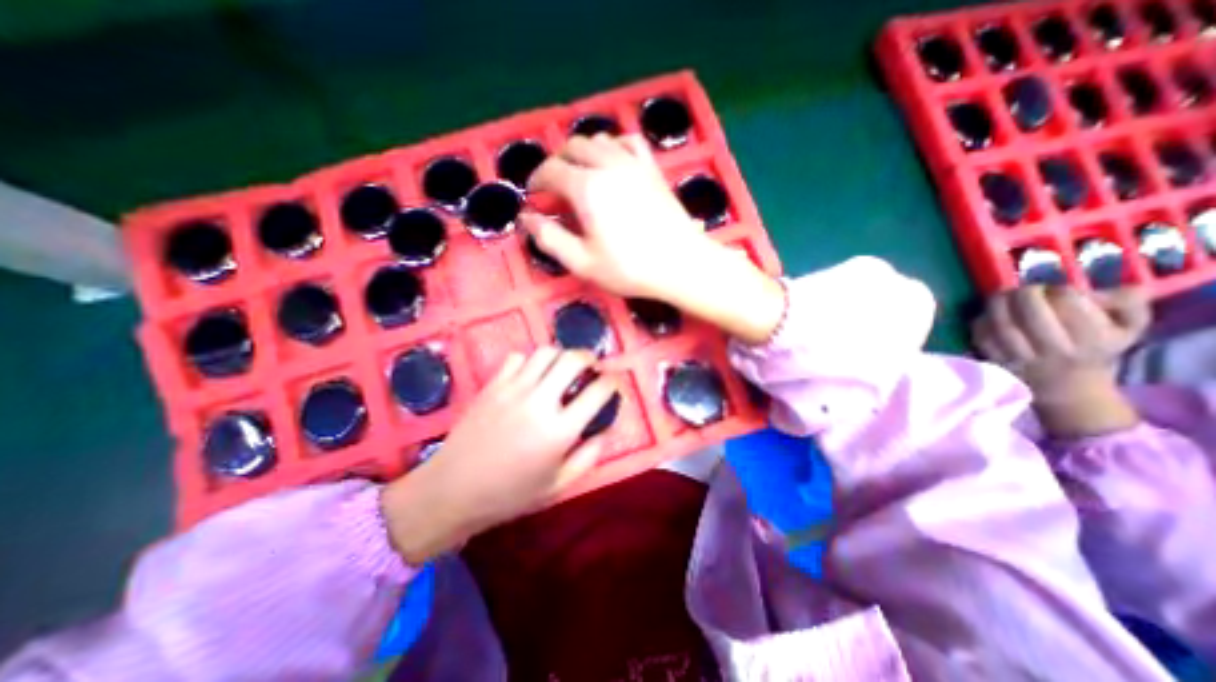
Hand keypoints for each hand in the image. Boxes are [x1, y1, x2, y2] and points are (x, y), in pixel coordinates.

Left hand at [382, 350, 617, 562]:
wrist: (452, 491)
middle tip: (593, 367)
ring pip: (545, 352)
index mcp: (559, 430)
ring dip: (561, 355)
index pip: (598, 391)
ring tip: (564, 368)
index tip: (615, 382)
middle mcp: (539, 401)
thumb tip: (606, 428)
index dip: (613, 382)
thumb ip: (589, 456)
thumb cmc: (509, 494)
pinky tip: (531, 376)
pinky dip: (530, 361)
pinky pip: (517, 358)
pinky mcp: (492, 385)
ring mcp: (513, 389)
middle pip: (572, 359)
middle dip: (590, 357)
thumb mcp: (558, 485)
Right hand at [528, 134, 783, 345]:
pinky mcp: (652, 169)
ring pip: (599, 139)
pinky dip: (613, 145)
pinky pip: (628, 141)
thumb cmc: (630, 268)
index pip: (551, 170)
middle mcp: (608, 165)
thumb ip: (550, 238)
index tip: (533, 195)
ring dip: (581, 152)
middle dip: (556, 163)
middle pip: (572, 147)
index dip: (536, 180)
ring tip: (578, 174)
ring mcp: (633, 163)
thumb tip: (526, 218)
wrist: (681, 264)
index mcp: (587, 188)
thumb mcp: (583, 262)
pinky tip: (612, 161)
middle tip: (552, 187)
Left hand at [972, 286, 1151, 436]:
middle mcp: (1056, 350)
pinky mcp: (997, 362)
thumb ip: (1126, 302)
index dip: (1055, 290)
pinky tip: (988, 315)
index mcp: (1093, 338)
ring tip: (1002, 297)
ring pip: (1002, 325)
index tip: (1052, 289)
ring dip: (997, 304)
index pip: (1068, 303)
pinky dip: (981, 322)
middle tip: (1022, 290)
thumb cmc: (1096, 351)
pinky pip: (982, 337)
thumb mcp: (1128, 327)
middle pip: (1030, 313)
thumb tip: (1098, 288)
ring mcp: (1022, 358)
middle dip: (1023, 294)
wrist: (1070, 389)